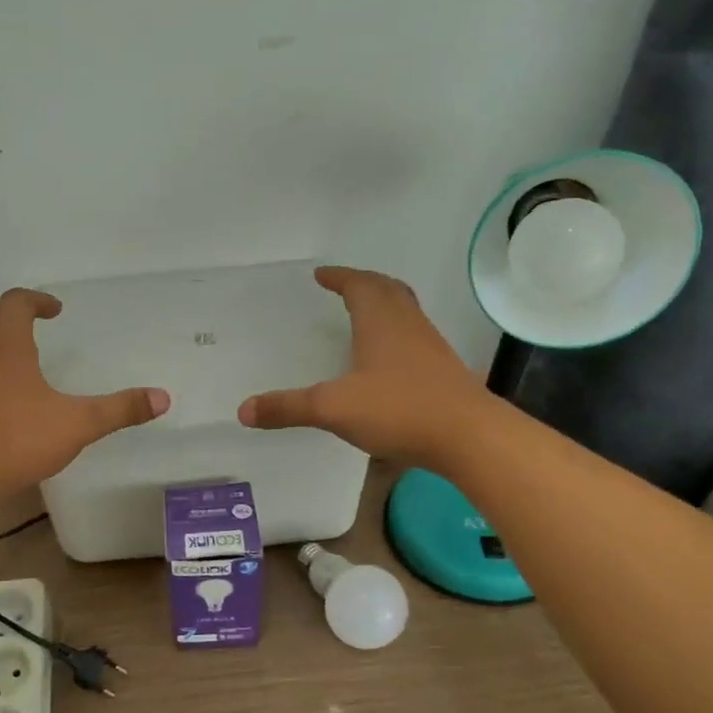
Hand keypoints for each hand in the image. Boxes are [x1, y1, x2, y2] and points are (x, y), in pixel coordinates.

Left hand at [0, 288, 169, 501]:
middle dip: (2, 308)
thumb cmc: (17, 440)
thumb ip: (120, 410)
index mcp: (6, 345)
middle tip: (26, 323)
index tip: (56, 311)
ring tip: (8, 350)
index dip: (37, 300)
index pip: (16, 302)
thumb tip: (163, 397)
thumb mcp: (78, 425)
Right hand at [238, 266, 489, 466]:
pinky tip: (386, 362)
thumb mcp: (333, 408)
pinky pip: (415, 338)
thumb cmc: (399, 409)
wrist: (469, 437)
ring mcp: (430, 348)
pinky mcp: (443, 372)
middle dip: (364, 284)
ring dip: (384, 306)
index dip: (339, 277)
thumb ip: (288, 407)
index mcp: (381, 321)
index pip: (359, 285)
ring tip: (363, 317)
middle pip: (388, 290)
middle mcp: (408, 325)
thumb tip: (243, 410)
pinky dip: (396, 335)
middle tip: (344, 287)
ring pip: (406, 313)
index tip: (321, 275)